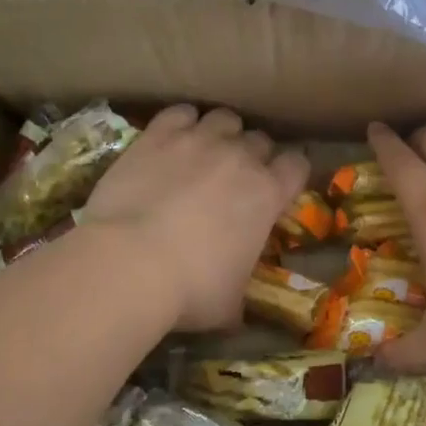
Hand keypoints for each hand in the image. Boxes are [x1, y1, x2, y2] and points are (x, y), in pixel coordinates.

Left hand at [84, 106, 308, 331]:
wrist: (128, 265)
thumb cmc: (190, 290)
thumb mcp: (230, 305)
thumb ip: (241, 294)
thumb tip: (238, 313)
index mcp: (268, 195)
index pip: (297, 166)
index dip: (289, 174)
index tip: (278, 187)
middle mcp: (240, 158)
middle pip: (260, 140)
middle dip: (253, 155)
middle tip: (235, 178)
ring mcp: (198, 141)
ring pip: (225, 118)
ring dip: (221, 133)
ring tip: (205, 151)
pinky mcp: (158, 135)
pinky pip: (180, 112)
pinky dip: (182, 122)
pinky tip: (173, 139)